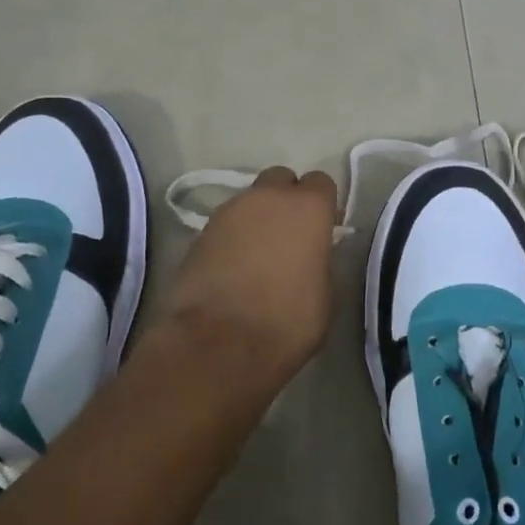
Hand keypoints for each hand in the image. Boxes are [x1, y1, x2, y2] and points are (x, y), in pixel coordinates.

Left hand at [163, 167, 338, 394]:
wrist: (219, 343)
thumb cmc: (287, 321)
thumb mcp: (325, 294)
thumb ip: (320, 261)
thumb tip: (310, 255)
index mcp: (308, 208)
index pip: (322, 182)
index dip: (323, 205)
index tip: (323, 230)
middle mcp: (268, 198)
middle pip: (281, 180)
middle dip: (286, 200)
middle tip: (289, 236)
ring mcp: (229, 212)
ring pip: (250, 201)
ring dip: (257, 219)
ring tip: (258, 256)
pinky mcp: (199, 233)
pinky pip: (226, 224)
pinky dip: (232, 238)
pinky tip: (233, 268)